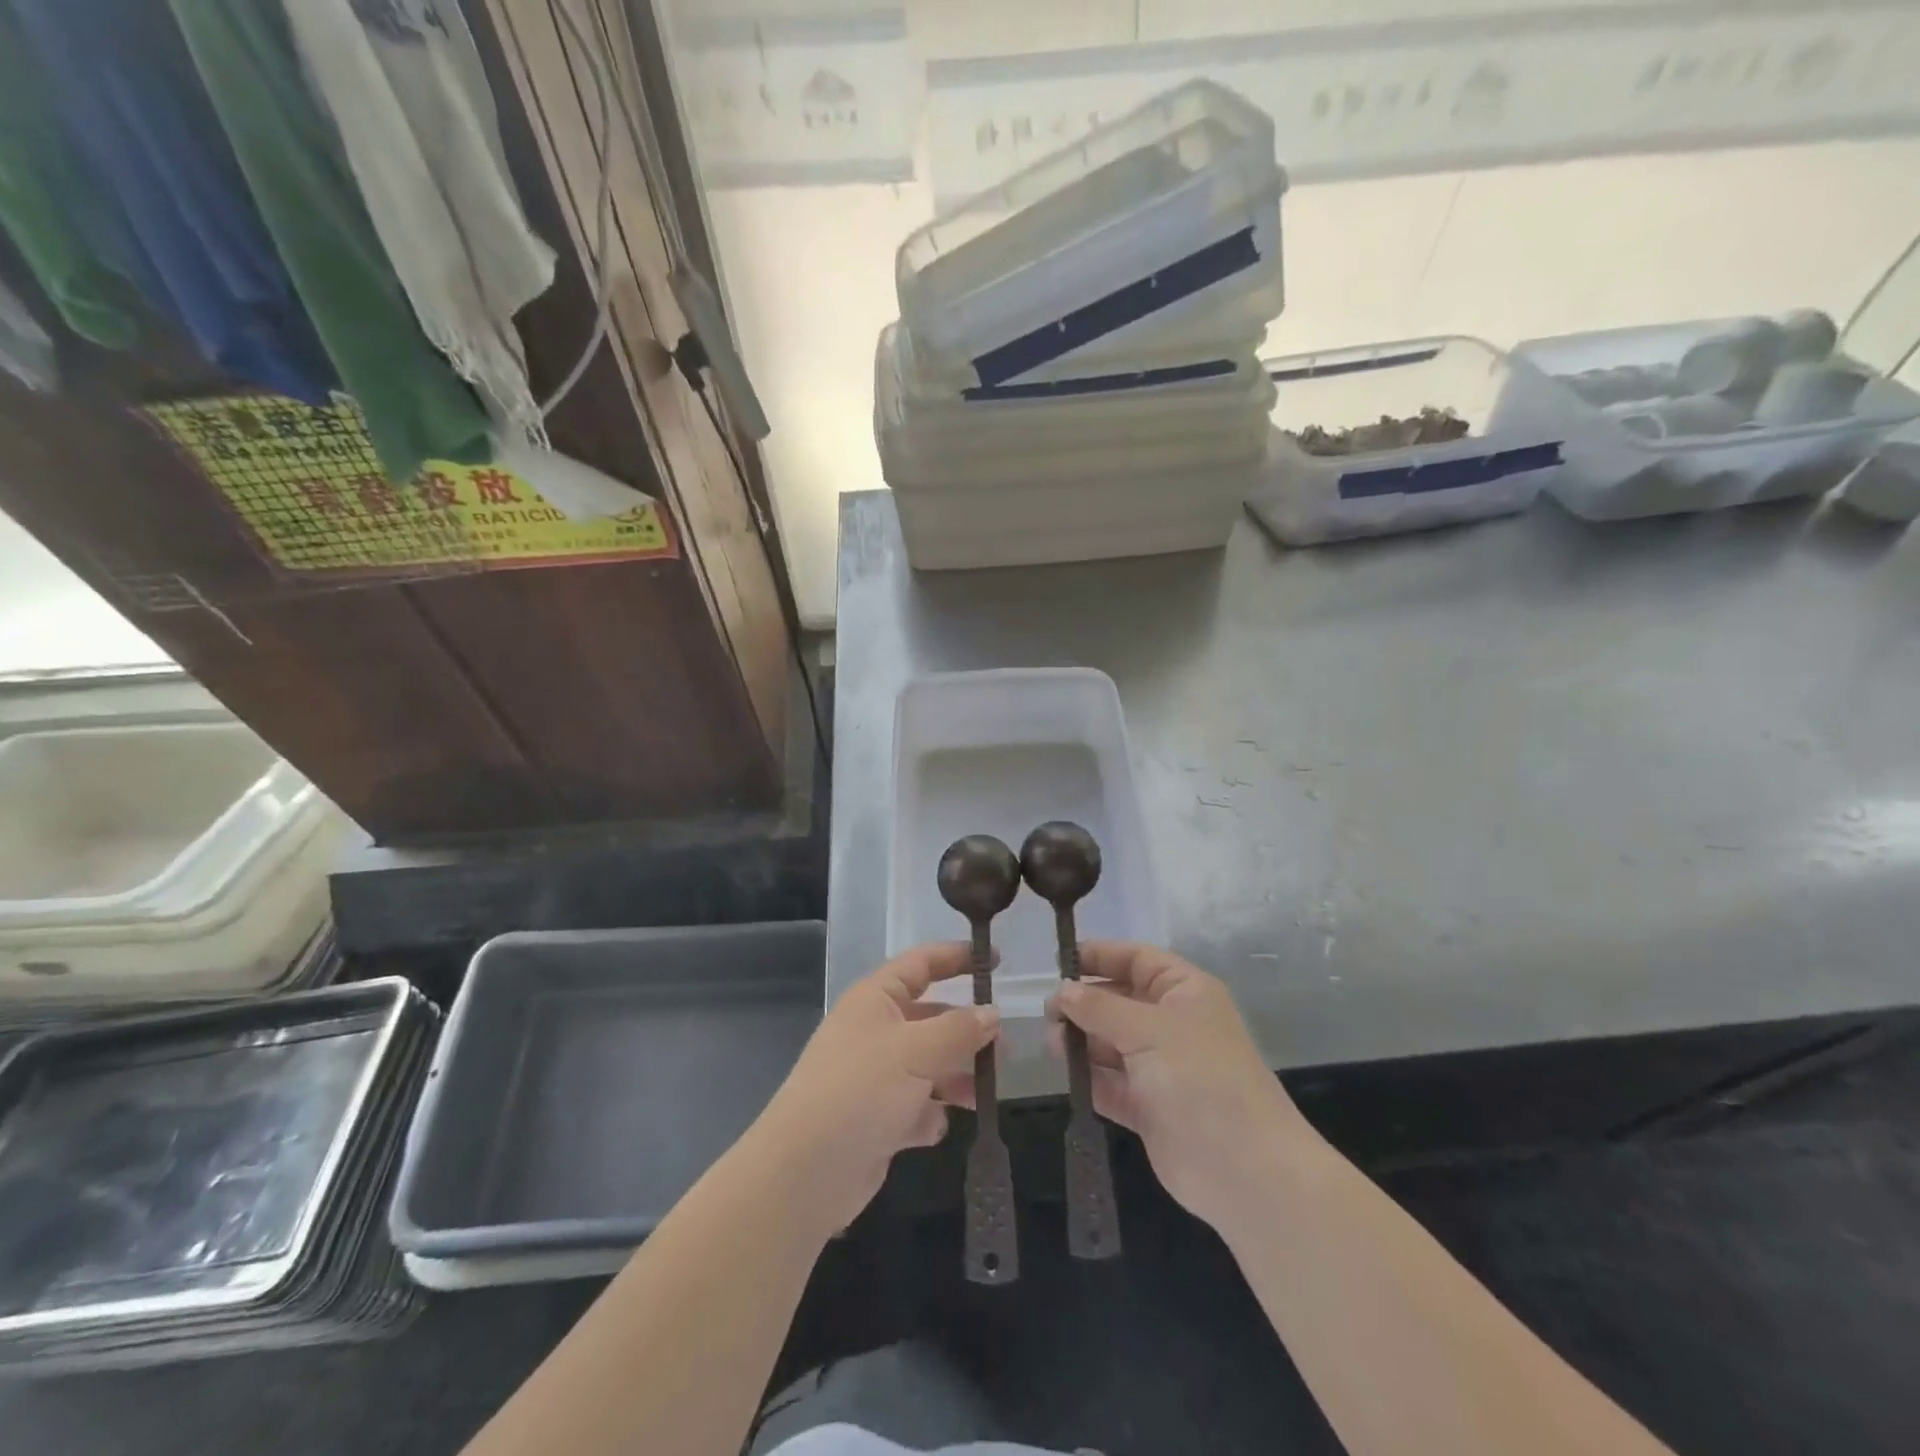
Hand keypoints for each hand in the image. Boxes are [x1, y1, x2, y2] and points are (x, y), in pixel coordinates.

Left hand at [752, 943, 997, 1235]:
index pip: (921, 964)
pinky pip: (915, 1107)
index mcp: (875, 999)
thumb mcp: (917, 1050)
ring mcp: (875, 1076)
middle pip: (930, 1018)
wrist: (805, 1171)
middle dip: (966, 1031)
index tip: (995, 961)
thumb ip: (959, 1029)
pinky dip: (929, 1115)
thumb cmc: (861, 1090)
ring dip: (955, 1078)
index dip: (956, 957)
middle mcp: (874, 1031)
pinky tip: (933, 1127)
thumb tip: (992, 1013)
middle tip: (1004, 1047)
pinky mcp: (876, 1119)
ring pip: (928, 1065)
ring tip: (982, 1094)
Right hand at [1047, 943, 1317, 1231]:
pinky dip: (1089, 1077)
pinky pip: (1110, 1082)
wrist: (1244, 1170)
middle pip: (1119, 1000)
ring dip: (1082, 1040)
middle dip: (1084, 1002)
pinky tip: (1065, 1074)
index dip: (1100, 956)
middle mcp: (1172, 1024)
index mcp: (1184, 992)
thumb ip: (1099, 1007)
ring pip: (1110, 1042)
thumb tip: (1062, 990)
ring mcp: (1160, 1067)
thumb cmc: (1200, 1079)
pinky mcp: (1148, 1107)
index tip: (1058, 963)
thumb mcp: (1148, 1030)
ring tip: (1052, 1044)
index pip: (1137, 959)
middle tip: (1047, 1012)